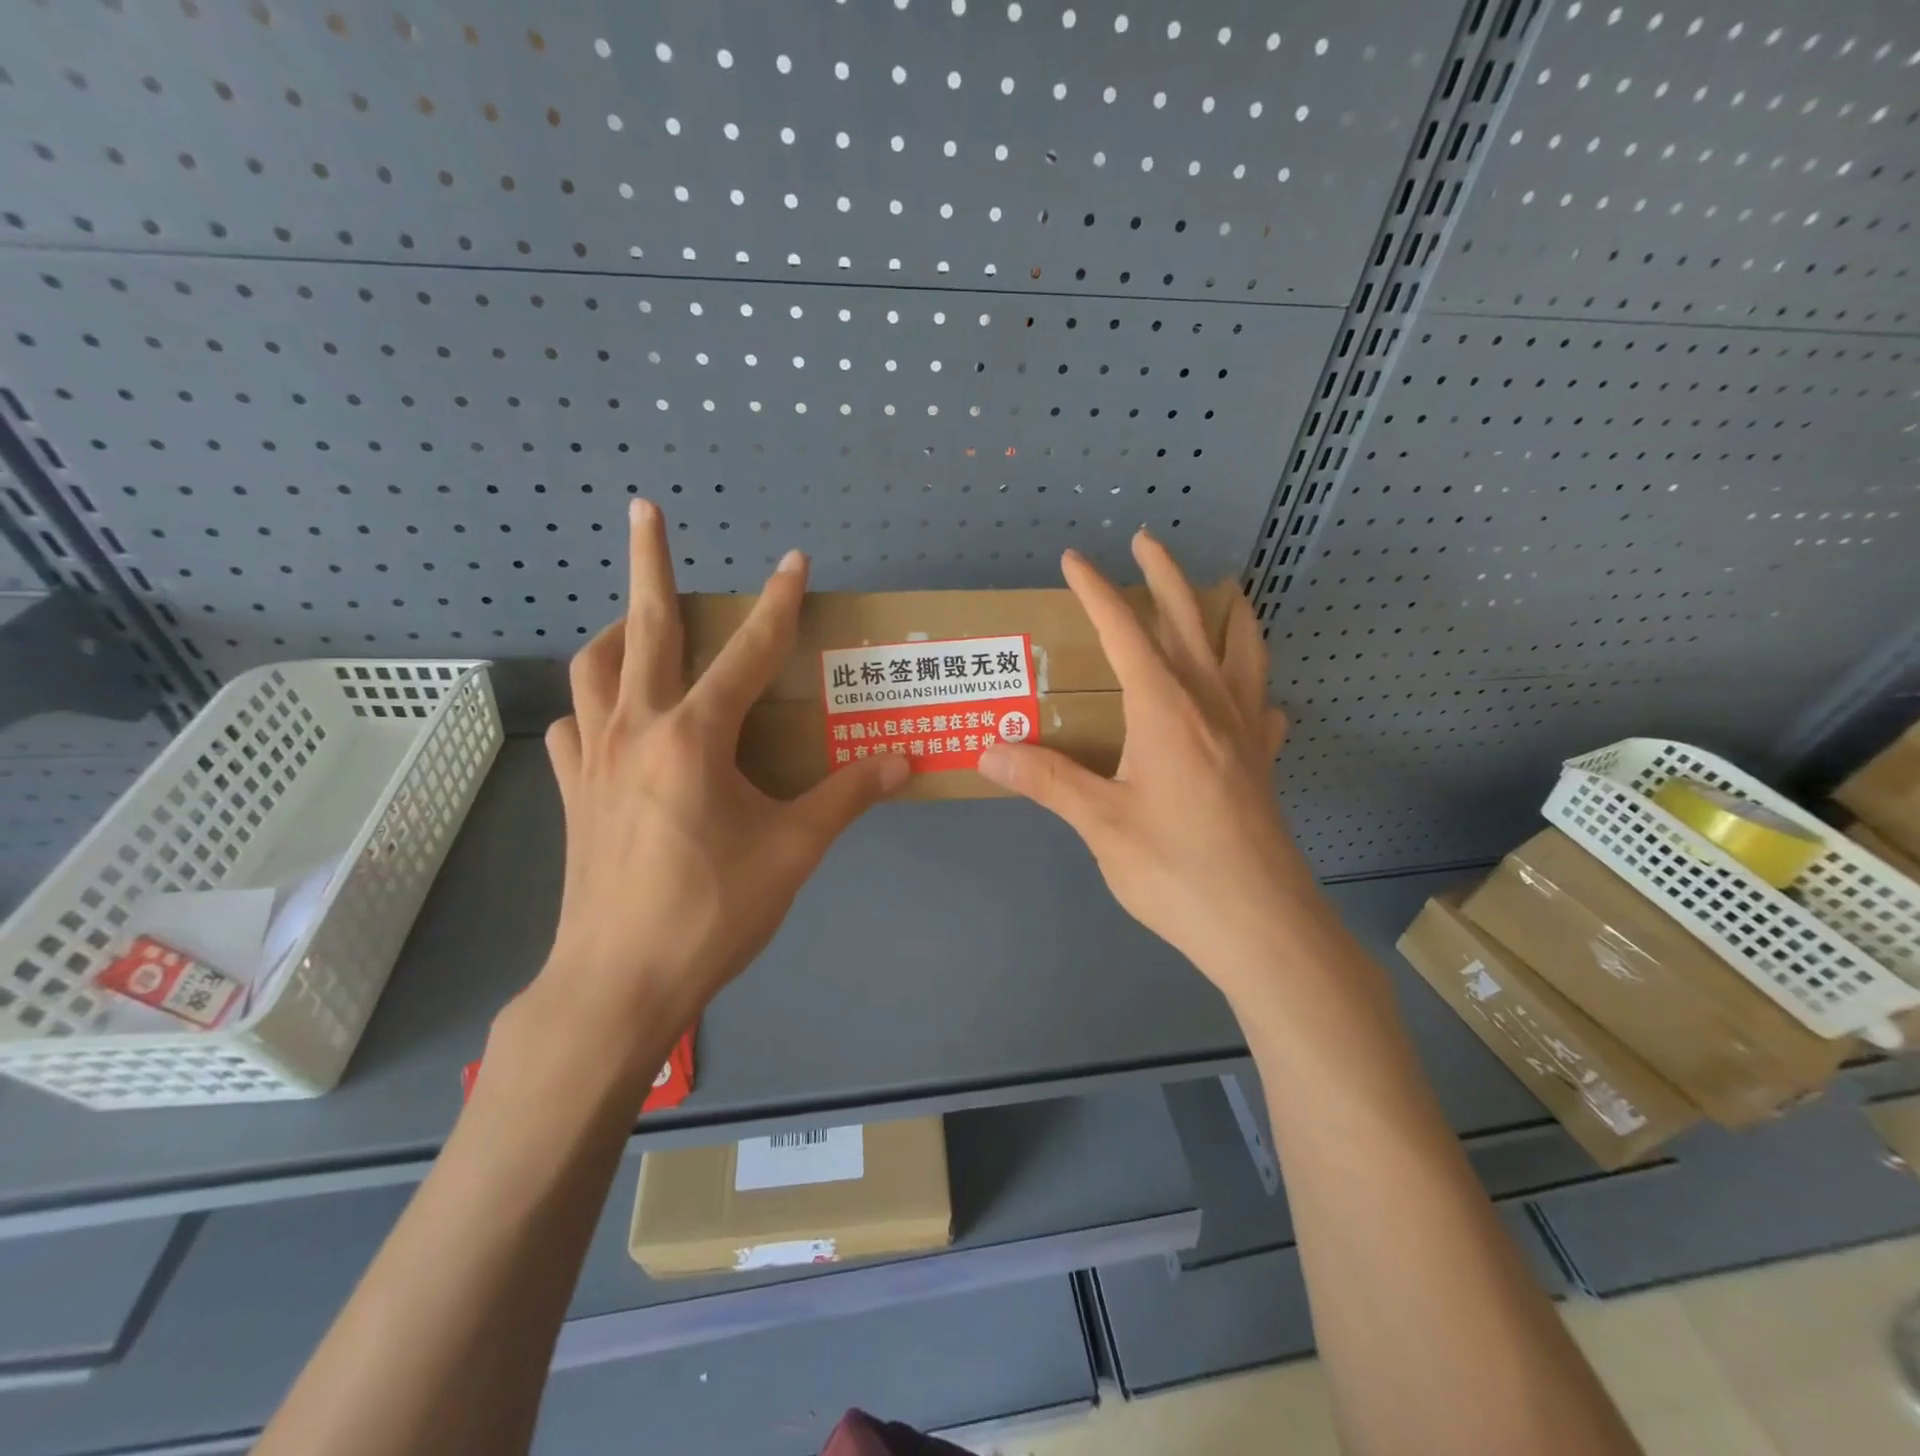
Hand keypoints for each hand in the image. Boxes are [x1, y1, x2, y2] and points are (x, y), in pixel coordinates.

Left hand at [532, 500, 907, 1051]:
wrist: (618, 983)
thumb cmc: (713, 913)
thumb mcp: (794, 852)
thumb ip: (848, 797)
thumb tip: (903, 761)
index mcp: (695, 737)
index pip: (749, 652)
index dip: (778, 603)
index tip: (794, 560)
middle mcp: (637, 729)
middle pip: (644, 628)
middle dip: (649, 562)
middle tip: (645, 511)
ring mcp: (594, 759)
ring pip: (593, 668)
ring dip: (617, 630)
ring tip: (638, 619)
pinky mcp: (573, 793)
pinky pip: (575, 726)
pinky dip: (592, 704)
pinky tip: (611, 715)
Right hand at [978, 532, 1321, 1009]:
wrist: (1262, 926)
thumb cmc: (1175, 870)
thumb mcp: (1100, 824)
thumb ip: (1047, 781)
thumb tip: (988, 749)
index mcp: (1165, 710)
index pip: (1125, 632)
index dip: (1097, 591)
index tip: (1075, 560)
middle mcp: (1209, 705)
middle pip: (1189, 622)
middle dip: (1165, 576)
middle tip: (1148, 540)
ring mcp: (1245, 733)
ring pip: (1243, 652)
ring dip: (1229, 614)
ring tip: (1228, 590)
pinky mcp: (1262, 764)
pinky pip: (1262, 704)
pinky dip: (1255, 683)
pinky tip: (1251, 693)